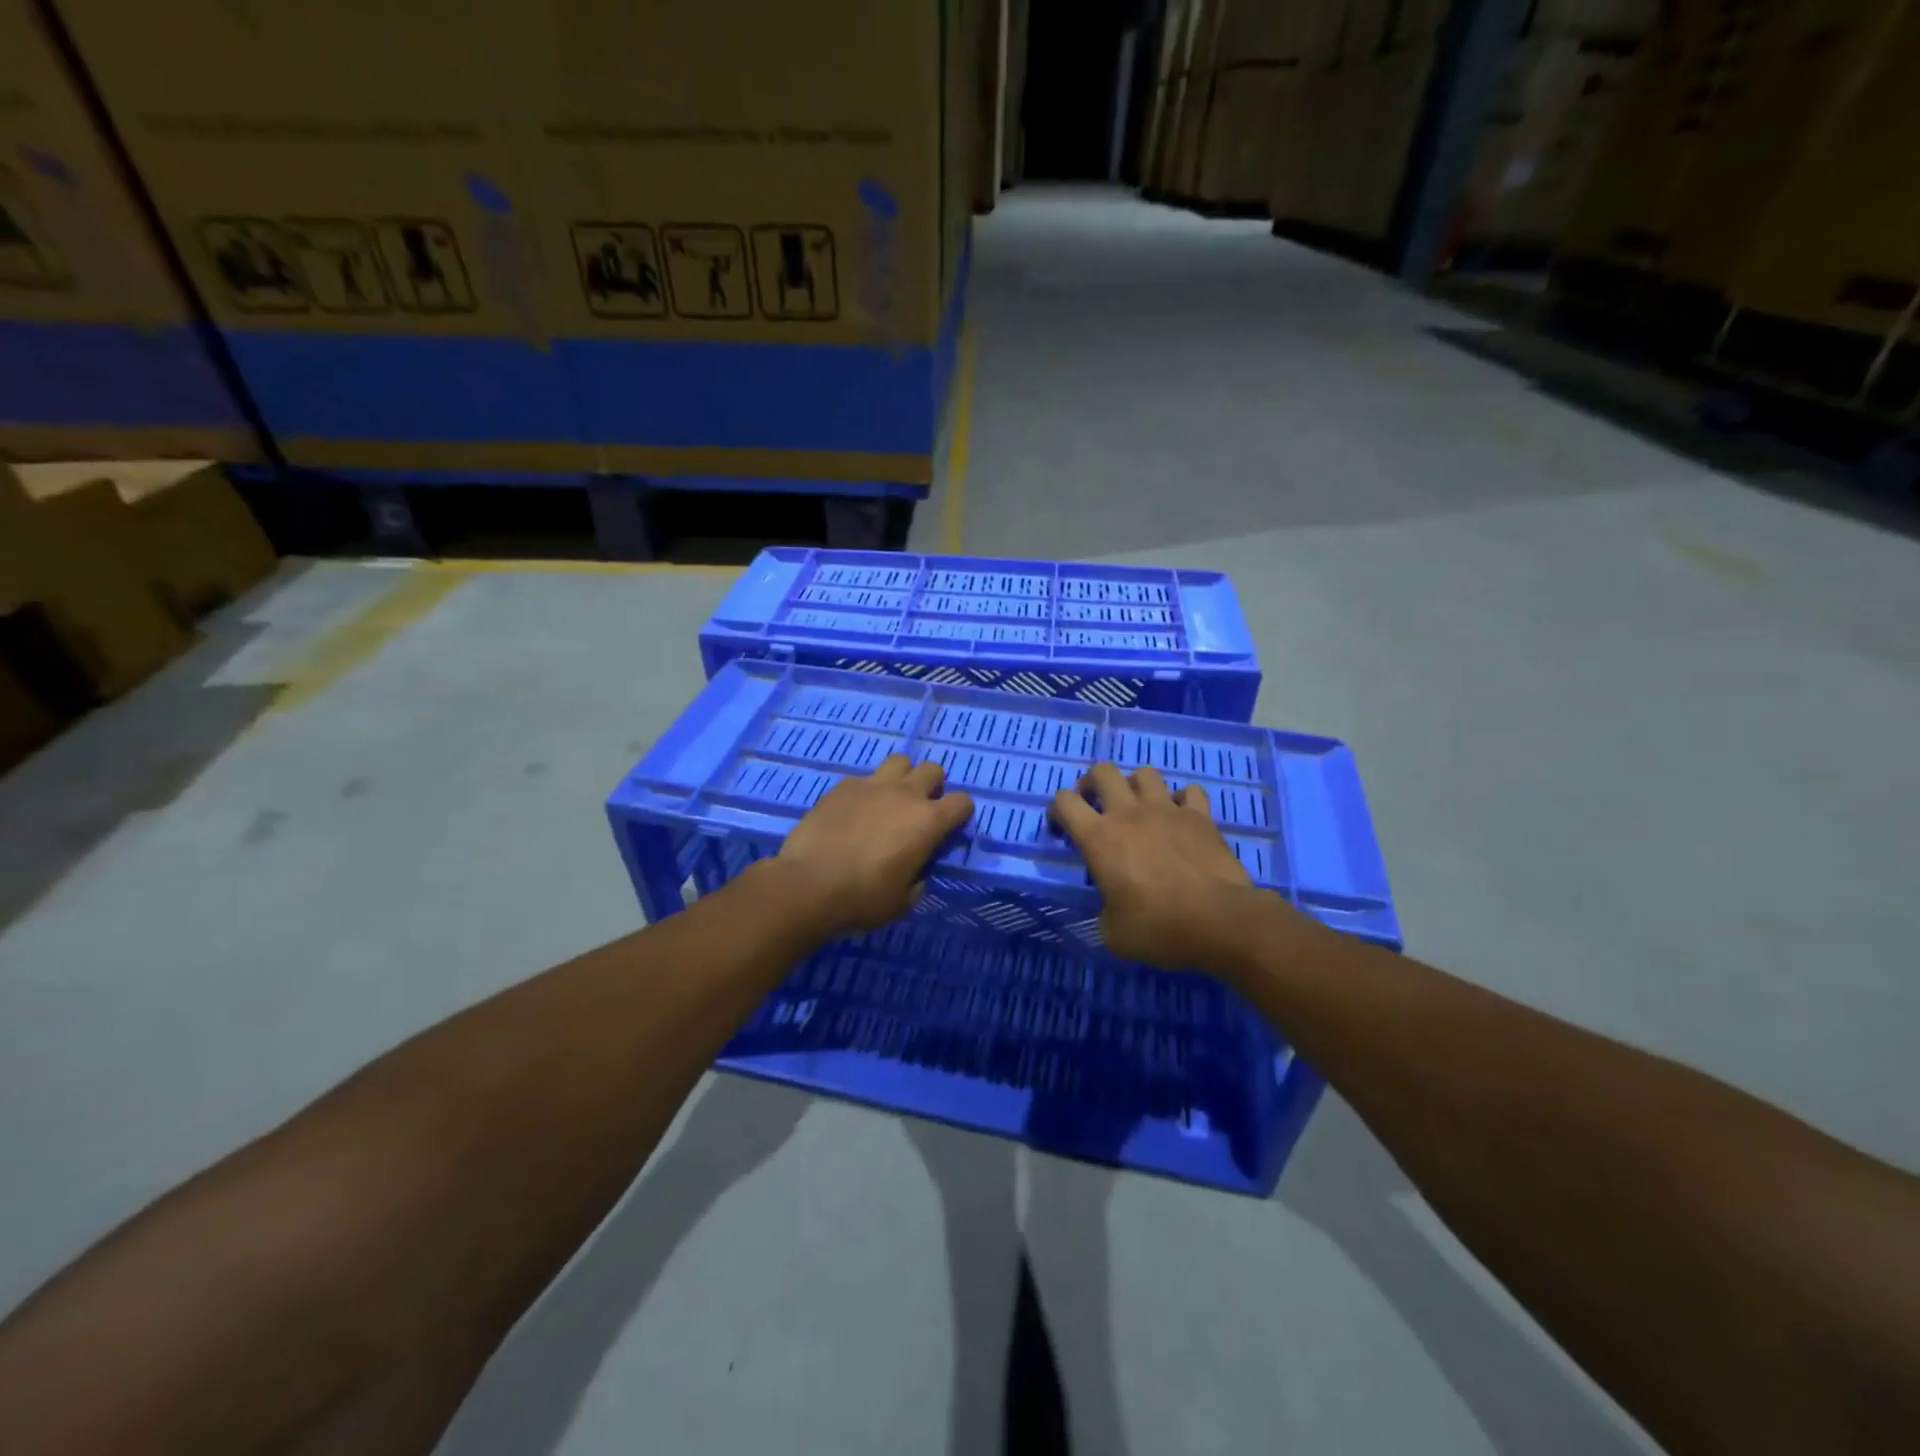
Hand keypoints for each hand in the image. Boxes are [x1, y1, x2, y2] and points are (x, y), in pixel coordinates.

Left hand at [771, 755, 973, 938]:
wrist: (808, 884)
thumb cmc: (862, 898)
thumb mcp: (902, 902)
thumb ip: (917, 881)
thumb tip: (916, 873)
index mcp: (928, 822)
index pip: (963, 802)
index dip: (960, 814)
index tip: (948, 830)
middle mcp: (905, 794)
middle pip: (933, 770)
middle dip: (933, 787)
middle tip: (919, 811)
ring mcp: (872, 785)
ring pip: (899, 761)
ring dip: (902, 778)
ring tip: (889, 802)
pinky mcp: (842, 786)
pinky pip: (864, 778)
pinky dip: (867, 791)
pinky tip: (854, 812)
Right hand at [1050, 762, 1259, 968]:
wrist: (1219, 921)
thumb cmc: (1158, 927)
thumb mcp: (1113, 934)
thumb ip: (1103, 913)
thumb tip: (1109, 910)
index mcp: (1099, 838)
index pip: (1064, 802)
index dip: (1057, 812)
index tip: (1063, 832)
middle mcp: (1129, 813)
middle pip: (1102, 772)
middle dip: (1092, 783)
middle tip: (1095, 805)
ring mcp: (1167, 809)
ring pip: (1145, 773)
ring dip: (1136, 786)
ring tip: (1139, 807)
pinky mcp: (1200, 816)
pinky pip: (1189, 791)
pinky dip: (1182, 800)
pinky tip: (1181, 817)